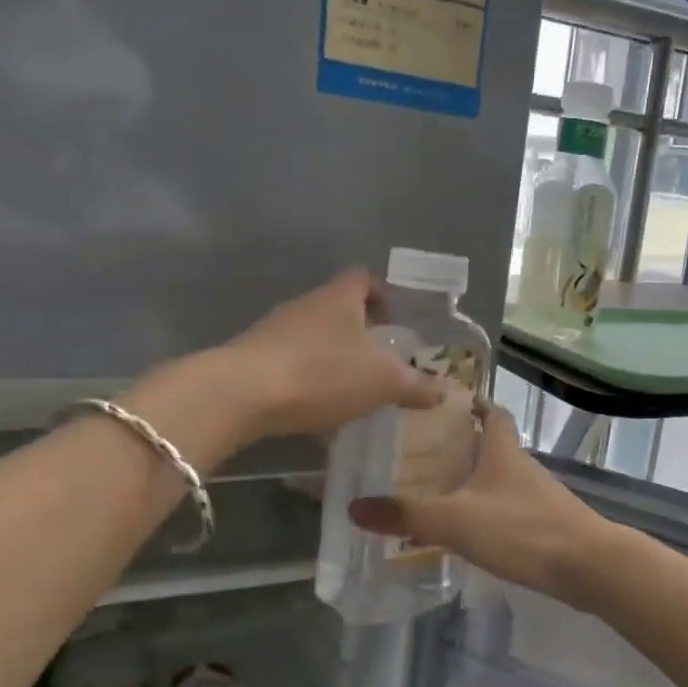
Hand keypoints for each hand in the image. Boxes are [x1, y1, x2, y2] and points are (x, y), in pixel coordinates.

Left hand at [123, 269, 438, 461]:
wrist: (240, 395)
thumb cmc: (322, 373)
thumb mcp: (383, 381)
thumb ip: (417, 385)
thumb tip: (446, 390)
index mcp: (339, 297)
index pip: (365, 278)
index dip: (385, 292)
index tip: (400, 316)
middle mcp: (306, 305)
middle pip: (339, 307)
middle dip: (363, 329)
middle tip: (386, 356)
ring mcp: (275, 331)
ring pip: (315, 336)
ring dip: (336, 355)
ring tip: (357, 385)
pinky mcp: (254, 360)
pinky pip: (294, 363)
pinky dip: (311, 379)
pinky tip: (322, 408)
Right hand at [348, 405, 611, 604]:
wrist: (588, 566)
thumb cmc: (521, 529)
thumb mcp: (455, 520)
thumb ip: (405, 515)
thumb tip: (354, 507)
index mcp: (502, 450)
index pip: (490, 411)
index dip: (470, 403)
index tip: (442, 404)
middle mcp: (522, 466)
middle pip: (491, 445)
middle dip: (460, 446)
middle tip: (420, 454)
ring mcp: (538, 496)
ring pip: (499, 479)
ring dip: (472, 481)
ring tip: (435, 493)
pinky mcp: (546, 524)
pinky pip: (508, 509)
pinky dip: (487, 512)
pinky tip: (468, 532)